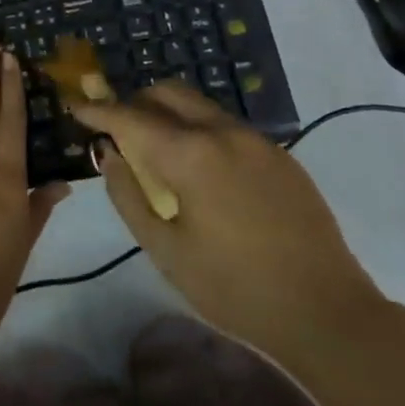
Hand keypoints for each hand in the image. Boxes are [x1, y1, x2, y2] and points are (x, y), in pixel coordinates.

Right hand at [73, 85, 385, 366]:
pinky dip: (200, 130)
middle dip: (136, 102)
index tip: (76, 107)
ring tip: (158, 149)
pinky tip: (202, 170)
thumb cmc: (236, 289)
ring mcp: (256, 139)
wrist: (328, 313)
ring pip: (199, 105)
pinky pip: (227, 125)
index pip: (130, 116)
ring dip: (169, 114)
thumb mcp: (166, 251)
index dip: (98, 110)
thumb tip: (110, 155)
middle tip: (119, 130)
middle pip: (167, 92)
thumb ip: (129, 196)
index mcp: (190, 154)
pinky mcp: (280, 154)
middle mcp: (222, 132)